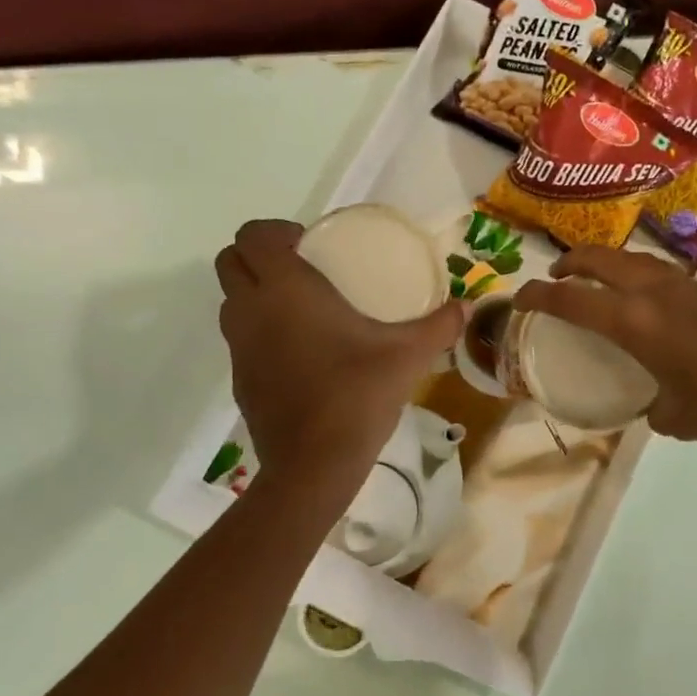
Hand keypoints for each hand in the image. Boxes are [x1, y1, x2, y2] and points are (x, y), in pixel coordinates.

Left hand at [215, 220, 464, 484]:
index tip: (310, 245)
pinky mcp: (238, 378)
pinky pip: (240, 338)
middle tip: (304, 269)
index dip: (275, 231)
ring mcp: (238, 347)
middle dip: (258, 255)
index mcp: (285, 289)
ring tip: (301, 307)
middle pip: (230, 261)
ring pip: (230, 300)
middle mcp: (251, 310)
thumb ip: (439, 326)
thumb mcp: (408, 355)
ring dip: (255, 292)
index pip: (253, 235)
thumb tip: (466, 307)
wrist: (314, 464)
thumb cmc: (357, 394)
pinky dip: (260, 331)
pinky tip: (301, 352)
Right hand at [511, 246, 696, 459]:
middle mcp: (658, 294)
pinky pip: (664, 274)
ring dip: (609, 264)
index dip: (539, 296)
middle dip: (572, 262)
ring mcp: (690, 288)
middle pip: (602, 260)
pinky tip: (650, 305)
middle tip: (556, 274)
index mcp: (637, 323)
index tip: (519, 297)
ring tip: (600, 282)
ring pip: (636, 260)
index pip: (573, 300)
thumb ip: (655, 407)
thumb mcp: (678, 418)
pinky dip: (641, 278)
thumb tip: (656, 405)